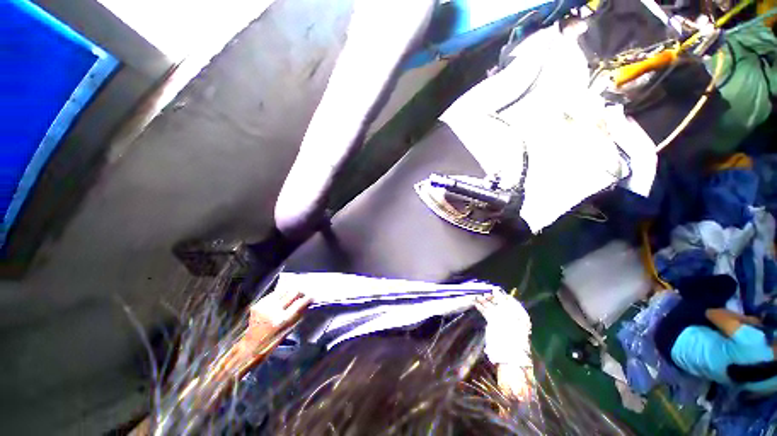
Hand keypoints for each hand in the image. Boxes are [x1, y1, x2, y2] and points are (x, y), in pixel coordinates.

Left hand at [216, 288, 311, 377]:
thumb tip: (306, 304)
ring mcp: (264, 305)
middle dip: (300, 292)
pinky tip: (281, 299)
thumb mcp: (287, 330)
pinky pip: (273, 294)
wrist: (250, 346)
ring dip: (289, 292)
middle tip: (303, 294)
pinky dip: (279, 295)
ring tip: (293, 295)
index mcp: (281, 319)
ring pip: (282, 290)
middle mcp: (272, 310)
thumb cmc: (271, 342)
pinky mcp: (258, 304)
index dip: (307, 298)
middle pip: (292, 292)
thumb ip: (297, 316)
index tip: (312, 297)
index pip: (299, 303)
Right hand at [475, 289, 531, 366]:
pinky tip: (476, 303)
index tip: (493, 288)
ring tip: (478, 296)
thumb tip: (495, 290)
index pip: (509, 299)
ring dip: (485, 301)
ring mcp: (501, 320)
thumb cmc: (512, 333)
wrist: (508, 354)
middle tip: (484, 292)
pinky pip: (487, 313)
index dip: (501, 294)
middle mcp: (511, 315)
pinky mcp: (493, 325)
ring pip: (492, 307)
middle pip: (500, 303)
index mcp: (519, 313)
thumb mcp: (509, 315)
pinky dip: (482, 308)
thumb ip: (501, 301)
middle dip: (492, 297)